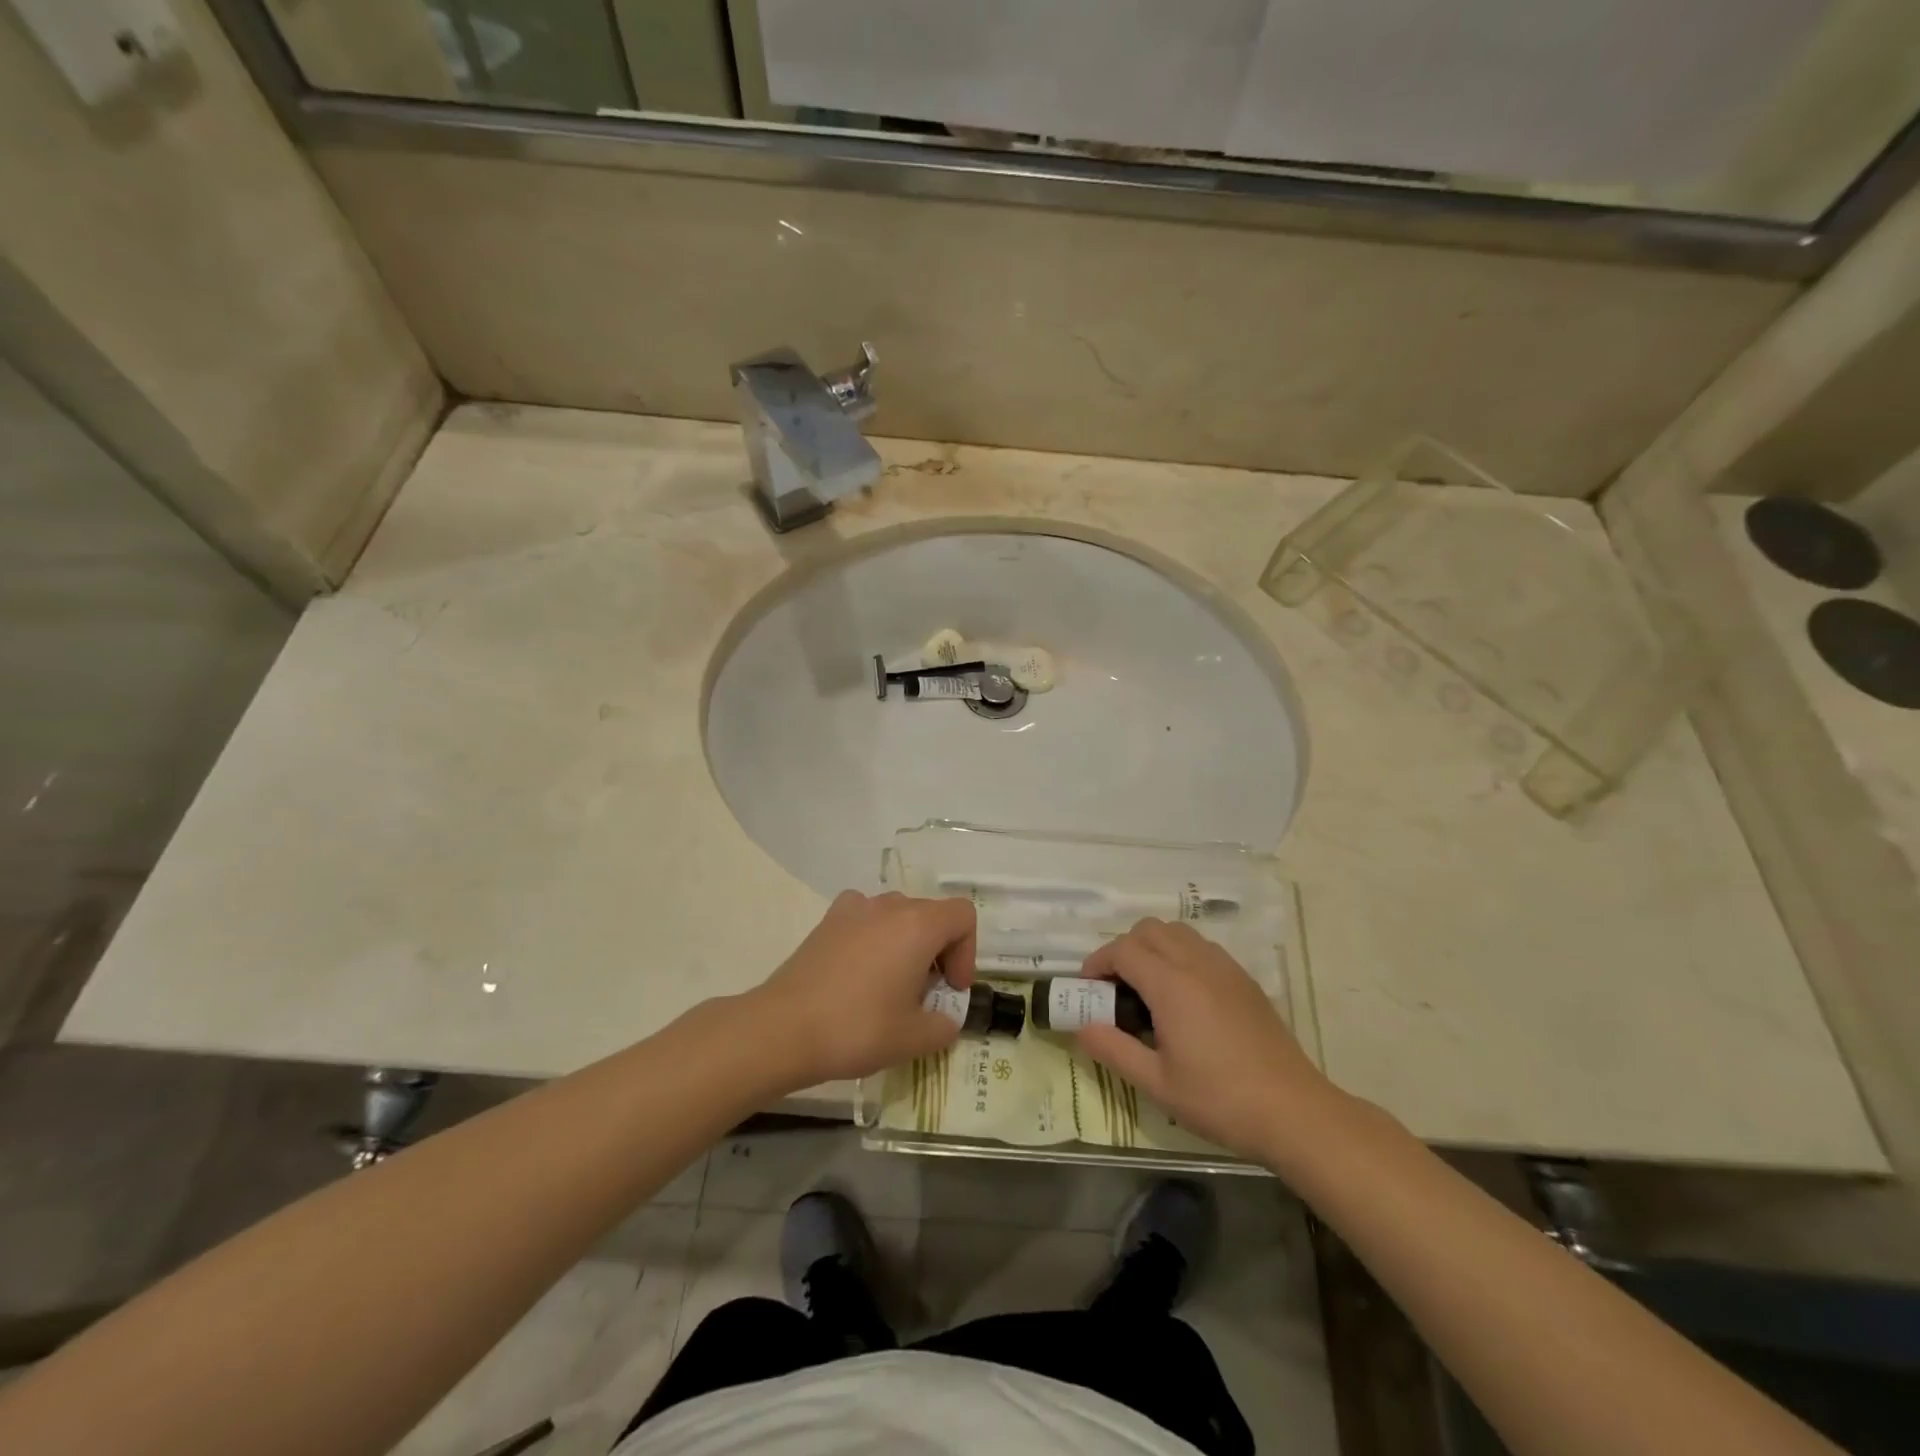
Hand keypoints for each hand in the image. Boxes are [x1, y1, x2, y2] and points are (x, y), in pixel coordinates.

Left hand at [752, 891, 976, 1085]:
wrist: (784, 1029)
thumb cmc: (858, 1028)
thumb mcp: (914, 1038)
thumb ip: (944, 1025)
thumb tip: (944, 1018)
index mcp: (918, 924)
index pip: (963, 916)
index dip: (967, 952)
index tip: (950, 989)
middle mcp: (889, 905)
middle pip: (931, 915)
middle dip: (938, 952)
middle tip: (925, 996)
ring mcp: (854, 908)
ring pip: (897, 915)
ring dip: (906, 944)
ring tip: (892, 986)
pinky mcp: (827, 921)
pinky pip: (865, 918)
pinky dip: (873, 937)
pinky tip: (860, 971)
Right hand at [1076, 918, 1332, 1162]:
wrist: (1293, 1111)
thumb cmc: (1220, 1100)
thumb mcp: (1157, 1083)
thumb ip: (1114, 1050)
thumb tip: (1082, 1027)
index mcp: (1171, 985)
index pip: (1123, 950)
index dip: (1098, 962)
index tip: (1087, 987)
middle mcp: (1197, 963)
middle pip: (1149, 929)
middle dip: (1123, 948)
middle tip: (1116, 986)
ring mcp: (1225, 968)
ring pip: (1178, 932)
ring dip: (1154, 947)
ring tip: (1148, 988)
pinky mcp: (1244, 980)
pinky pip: (1202, 947)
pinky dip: (1181, 955)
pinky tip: (1184, 996)